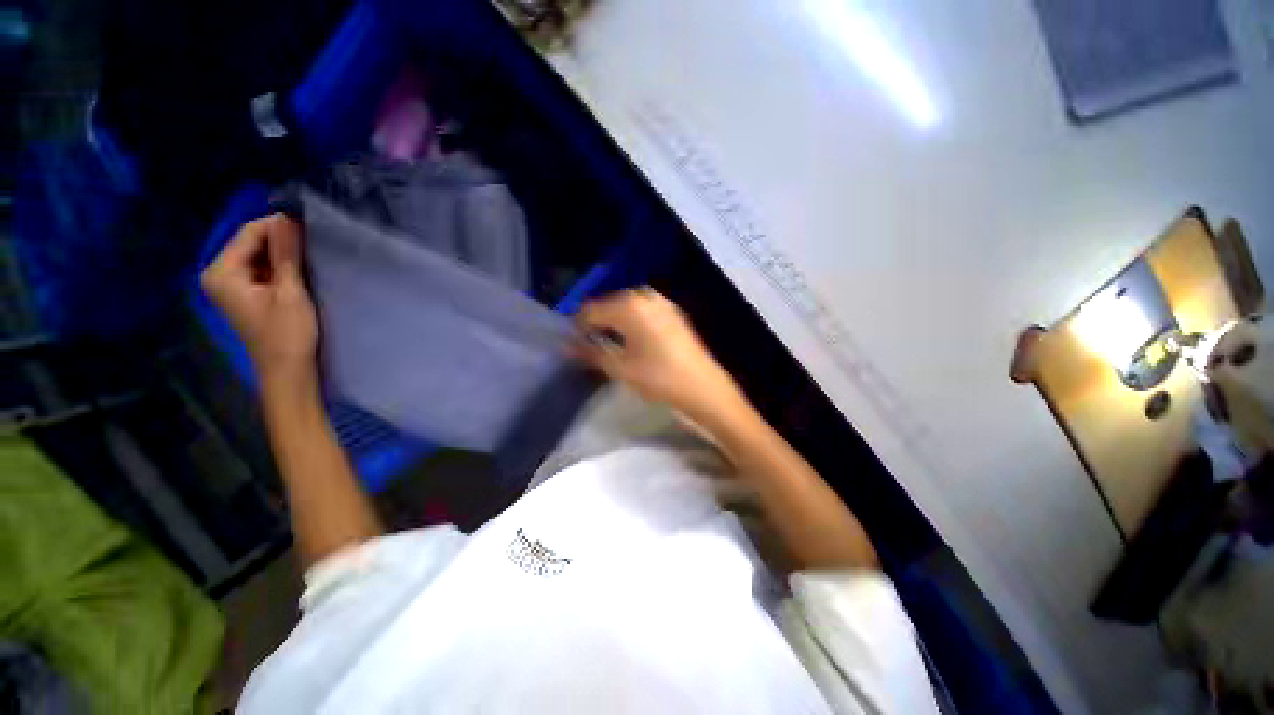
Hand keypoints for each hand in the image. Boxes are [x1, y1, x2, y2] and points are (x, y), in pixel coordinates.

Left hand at [201, 214, 318, 391]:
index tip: (310, 227)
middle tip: (313, 243)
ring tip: (310, 257)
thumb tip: (287, 218)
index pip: (249, 233)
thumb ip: (286, 254)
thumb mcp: (290, 291)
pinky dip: (279, 266)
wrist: (288, 369)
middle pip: (251, 243)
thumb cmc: (288, 333)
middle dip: (281, 241)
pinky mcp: (244, 293)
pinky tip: (298, 271)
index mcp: (221, 272)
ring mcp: (230, 284)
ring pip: (258, 255)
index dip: (279, 226)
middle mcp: (218, 274)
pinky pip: (261, 268)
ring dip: (282, 254)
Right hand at [574, 289, 746, 423]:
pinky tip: (632, 339)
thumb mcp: (621, 368)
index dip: (578, 325)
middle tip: (589, 343)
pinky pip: (644, 310)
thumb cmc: (659, 378)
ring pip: (628, 306)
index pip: (591, 309)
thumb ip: (591, 353)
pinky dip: (632, 321)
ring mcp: (663, 303)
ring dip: (614, 321)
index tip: (572, 342)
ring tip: (609, 343)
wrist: (704, 388)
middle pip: (610, 303)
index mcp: (629, 306)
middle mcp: (646, 296)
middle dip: (597, 321)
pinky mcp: (674, 313)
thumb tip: (566, 346)